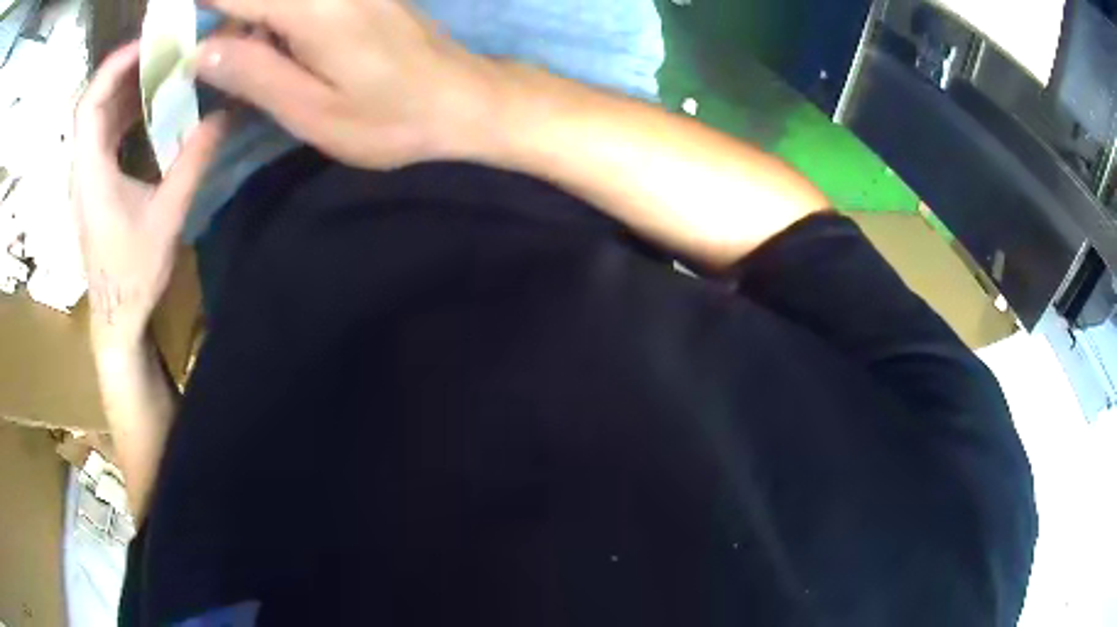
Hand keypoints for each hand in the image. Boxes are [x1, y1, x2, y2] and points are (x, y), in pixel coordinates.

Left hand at [73, 42, 227, 350]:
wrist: (116, 316)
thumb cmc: (133, 274)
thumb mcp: (167, 218)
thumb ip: (192, 162)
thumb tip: (226, 113)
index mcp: (91, 172)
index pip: (90, 103)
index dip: (115, 66)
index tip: (150, 43)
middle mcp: (83, 165)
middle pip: (94, 100)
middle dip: (126, 66)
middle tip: (164, 46)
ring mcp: (87, 173)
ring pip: (99, 112)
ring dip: (127, 84)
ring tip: (161, 64)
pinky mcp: (94, 180)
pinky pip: (105, 129)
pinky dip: (125, 106)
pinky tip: (149, 101)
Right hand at [195, 0, 500, 168]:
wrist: (460, 97)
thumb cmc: (390, 118)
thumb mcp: (312, 112)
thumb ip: (253, 75)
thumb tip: (199, 51)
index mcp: (311, 10)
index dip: (191, 0)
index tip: (160, 9)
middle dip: (214, 10)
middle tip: (185, 38)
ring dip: (241, 17)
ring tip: (229, 62)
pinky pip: (293, 1)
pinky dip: (267, 18)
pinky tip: (262, 47)